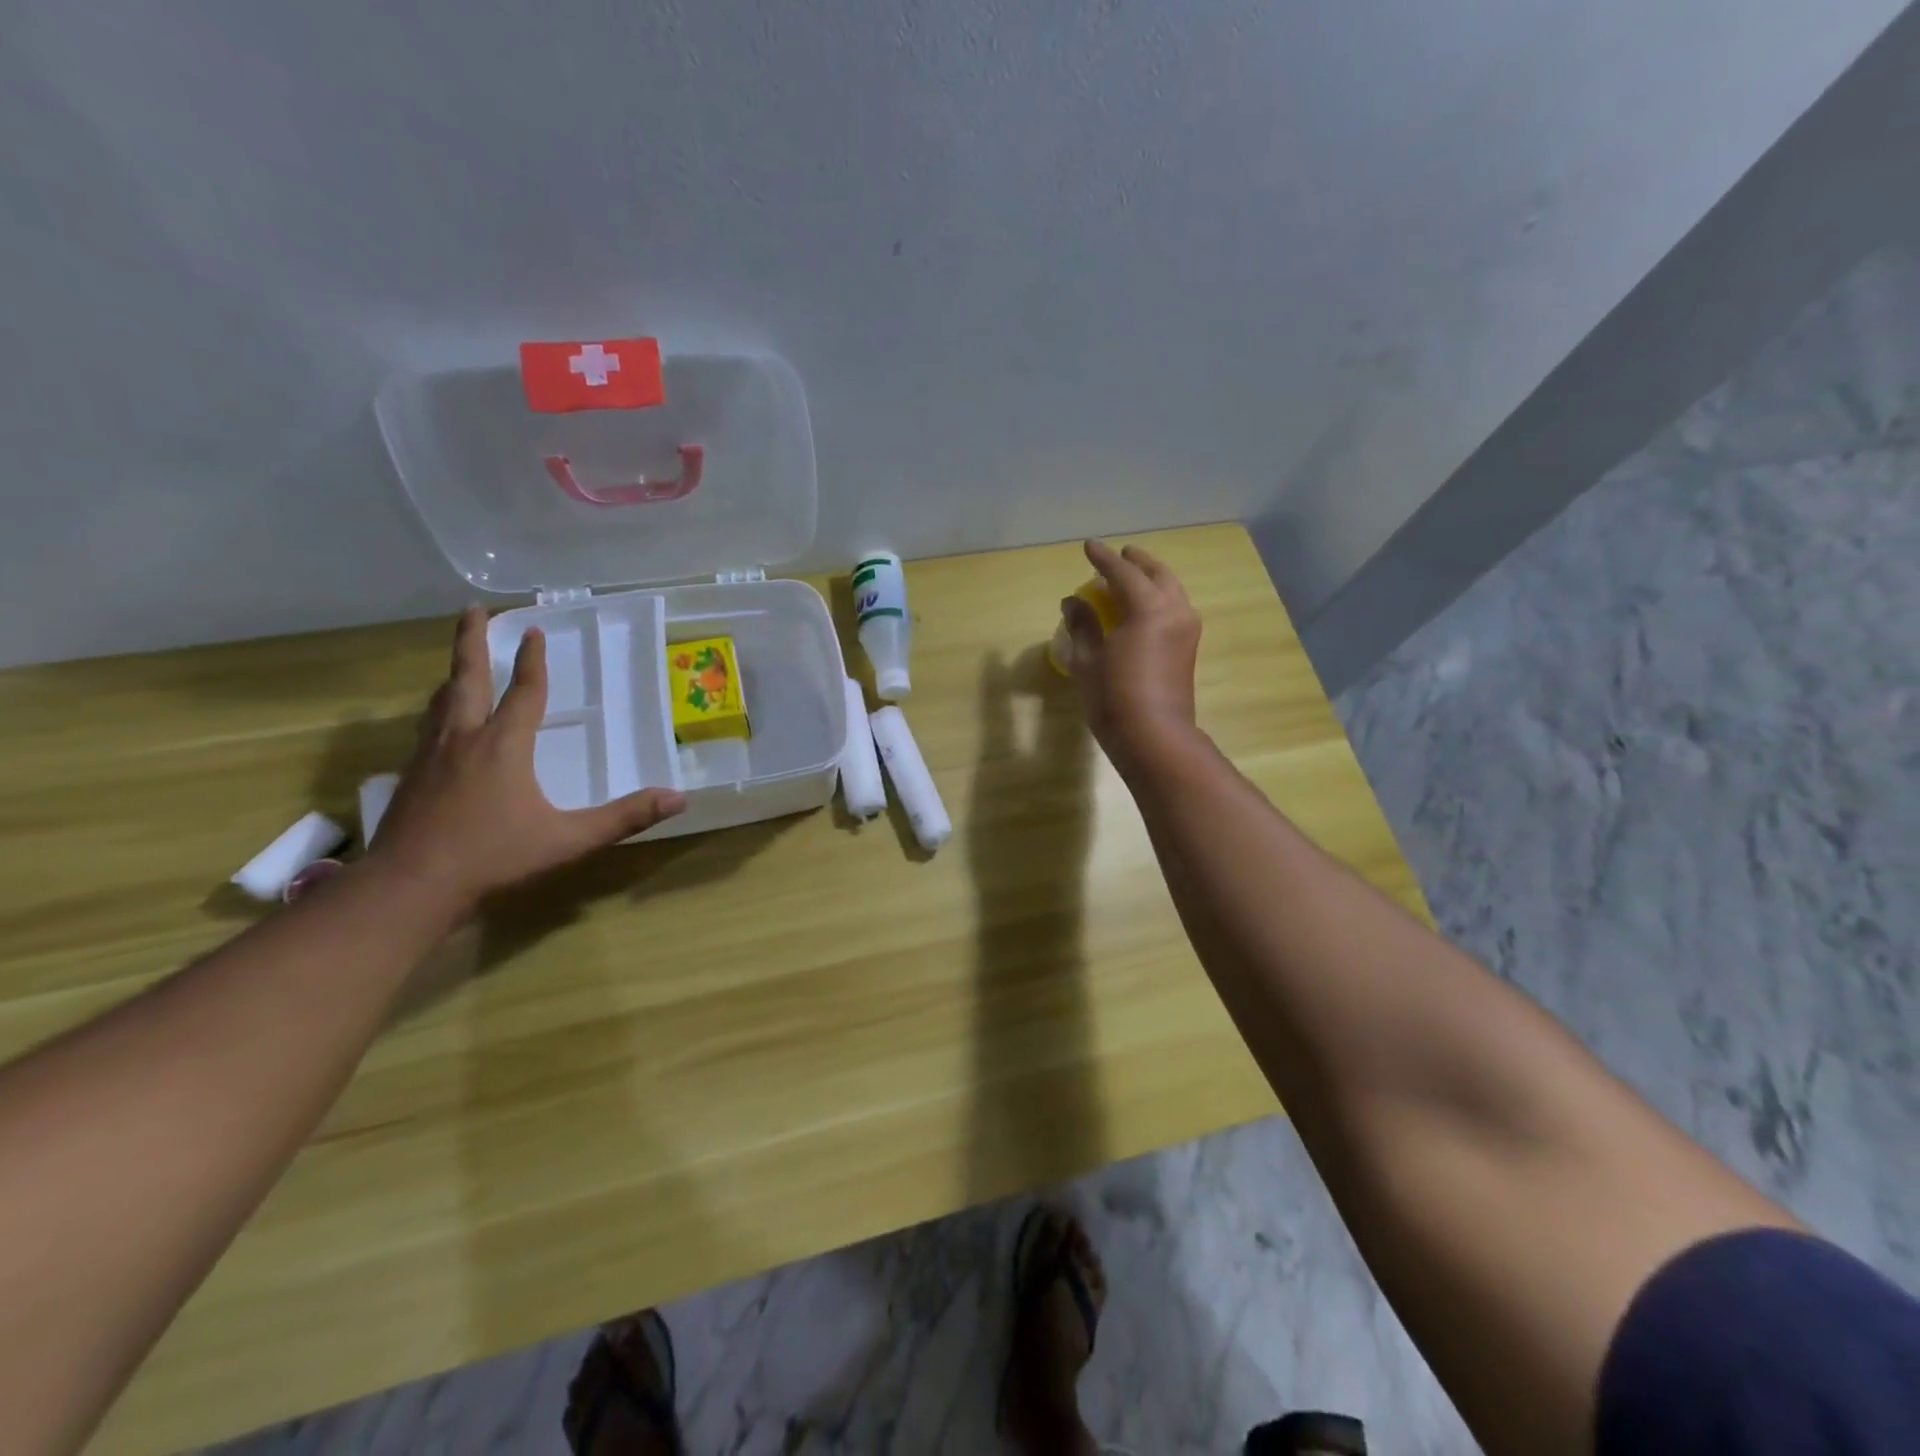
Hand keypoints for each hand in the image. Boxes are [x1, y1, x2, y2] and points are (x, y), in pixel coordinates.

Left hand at [369, 607, 685, 912]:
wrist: (409, 887)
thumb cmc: (493, 857)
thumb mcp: (569, 839)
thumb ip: (624, 817)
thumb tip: (678, 798)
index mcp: (503, 745)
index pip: (524, 692)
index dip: (532, 661)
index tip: (533, 630)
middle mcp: (463, 739)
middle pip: (466, 678)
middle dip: (471, 641)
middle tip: (473, 610)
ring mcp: (430, 757)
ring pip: (441, 701)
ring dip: (453, 675)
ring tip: (459, 664)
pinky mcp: (410, 777)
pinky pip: (427, 728)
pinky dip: (437, 710)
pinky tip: (439, 725)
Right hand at [1062, 540, 1201, 771]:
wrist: (1155, 737)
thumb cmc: (1114, 698)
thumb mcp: (1088, 660)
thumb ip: (1082, 625)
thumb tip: (1073, 601)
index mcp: (1147, 608)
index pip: (1122, 573)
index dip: (1103, 558)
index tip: (1089, 546)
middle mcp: (1174, 610)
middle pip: (1156, 574)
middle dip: (1136, 562)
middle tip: (1119, 555)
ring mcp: (1187, 629)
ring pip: (1171, 589)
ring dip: (1151, 578)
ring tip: (1131, 579)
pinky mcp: (1189, 648)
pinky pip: (1175, 607)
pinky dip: (1159, 598)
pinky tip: (1143, 608)